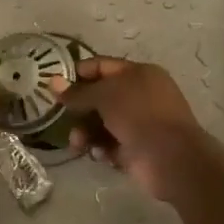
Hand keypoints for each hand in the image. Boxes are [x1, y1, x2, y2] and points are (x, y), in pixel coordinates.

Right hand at [56, 57, 212, 201]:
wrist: (171, 158)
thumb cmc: (139, 115)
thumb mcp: (105, 96)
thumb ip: (78, 92)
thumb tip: (52, 82)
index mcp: (139, 74)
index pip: (102, 66)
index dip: (78, 73)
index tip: (54, 84)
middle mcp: (140, 96)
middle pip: (100, 97)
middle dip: (79, 109)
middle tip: (60, 118)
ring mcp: (140, 123)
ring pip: (103, 124)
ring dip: (86, 133)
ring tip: (78, 144)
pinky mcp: (137, 149)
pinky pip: (111, 145)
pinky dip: (102, 149)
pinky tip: (100, 155)